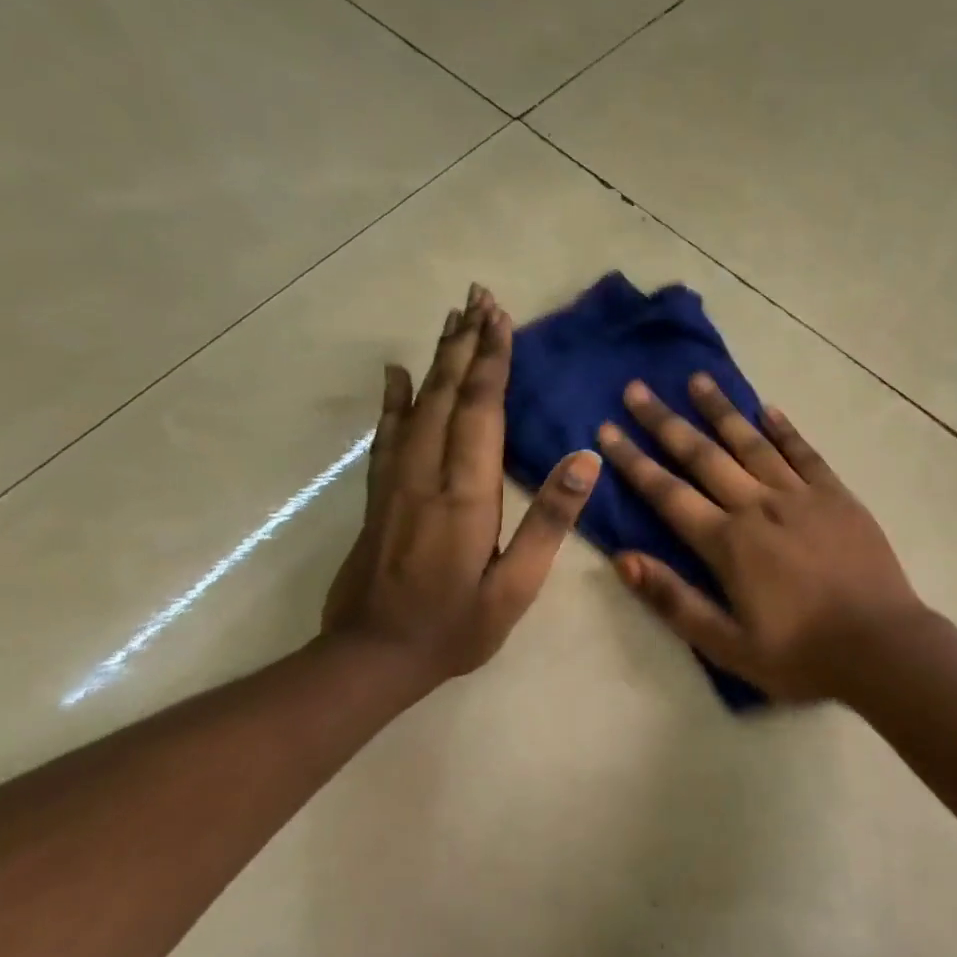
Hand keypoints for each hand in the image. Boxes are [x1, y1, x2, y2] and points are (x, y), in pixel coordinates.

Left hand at [322, 285, 601, 689]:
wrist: (371, 659)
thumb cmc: (456, 626)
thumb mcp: (517, 586)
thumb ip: (550, 521)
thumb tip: (586, 460)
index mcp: (465, 495)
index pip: (480, 412)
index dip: (492, 363)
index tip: (500, 318)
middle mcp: (426, 475)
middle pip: (447, 395)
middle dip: (466, 344)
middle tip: (478, 297)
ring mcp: (395, 482)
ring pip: (416, 405)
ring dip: (438, 359)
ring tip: (453, 319)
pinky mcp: (378, 495)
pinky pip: (386, 435)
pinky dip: (392, 399)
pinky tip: (396, 373)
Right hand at [598, 374, 925, 703]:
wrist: (882, 647)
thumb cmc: (802, 655)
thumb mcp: (728, 646)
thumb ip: (675, 601)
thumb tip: (624, 559)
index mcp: (729, 544)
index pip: (668, 494)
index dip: (634, 461)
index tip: (606, 429)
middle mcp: (759, 506)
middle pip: (704, 456)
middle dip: (666, 422)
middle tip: (637, 389)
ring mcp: (801, 496)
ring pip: (752, 443)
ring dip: (721, 410)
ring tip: (697, 380)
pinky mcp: (837, 495)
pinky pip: (805, 453)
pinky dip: (784, 430)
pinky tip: (767, 409)